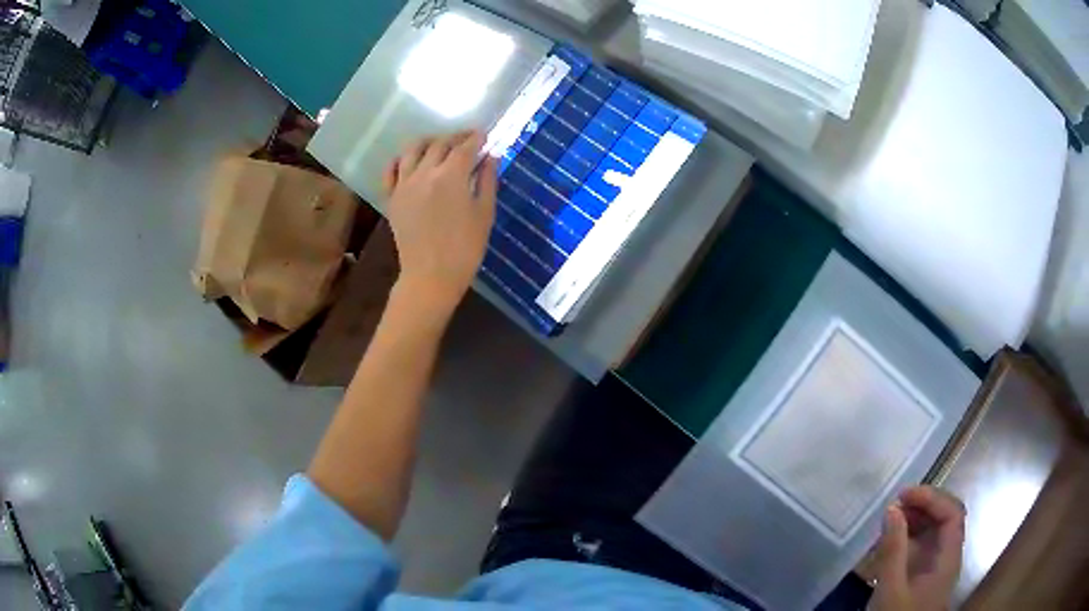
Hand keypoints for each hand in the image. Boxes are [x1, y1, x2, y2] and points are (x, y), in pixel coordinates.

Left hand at [382, 131, 497, 313]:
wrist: (431, 276)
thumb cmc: (465, 248)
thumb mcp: (485, 213)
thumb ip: (487, 180)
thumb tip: (491, 156)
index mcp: (451, 176)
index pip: (465, 147)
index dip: (476, 138)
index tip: (485, 134)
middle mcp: (425, 172)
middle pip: (440, 144)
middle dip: (456, 137)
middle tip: (468, 138)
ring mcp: (404, 184)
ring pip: (413, 150)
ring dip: (429, 141)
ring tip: (439, 144)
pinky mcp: (392, 197)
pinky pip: (391, 170)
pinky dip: (401, 159)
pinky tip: (409, 160)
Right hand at [871, 486, 965, 610]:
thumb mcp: (890, 589)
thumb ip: (893, 549)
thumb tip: (892, 508)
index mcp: (948, 557)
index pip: (952, 513)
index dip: (932, 498)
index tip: (904, 495)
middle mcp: (948, 556)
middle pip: (946, 518)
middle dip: (923, 505)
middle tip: (896, 503)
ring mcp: (937, 567)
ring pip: (935, 531)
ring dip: (916, 519)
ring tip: (891, 519)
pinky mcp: (925, 576)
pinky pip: (923, 546)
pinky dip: (909, 536)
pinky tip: (891, 542)